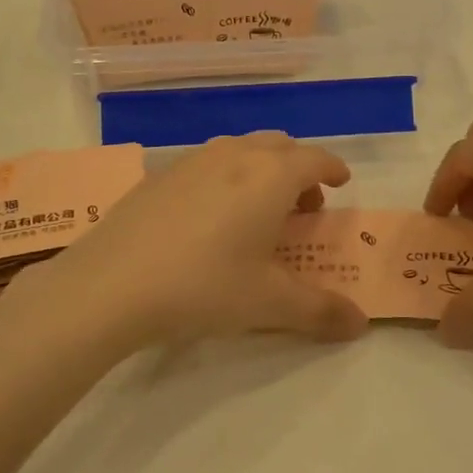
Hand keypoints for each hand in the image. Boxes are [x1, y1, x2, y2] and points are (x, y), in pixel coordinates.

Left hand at [16, 133, 367, 350]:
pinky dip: (225, 177)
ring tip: (257, 211)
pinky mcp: (159, 175)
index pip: (315, 159)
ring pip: (240, 150)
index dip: (333, 169)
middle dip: (299, 169)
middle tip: (302, 207)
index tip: (341, 183)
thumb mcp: (269, 303)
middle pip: (279, 146)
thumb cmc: (204, 286)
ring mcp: (192, 160)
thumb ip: (321, 311)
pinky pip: (207, 163)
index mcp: (271, 176)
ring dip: (261, 170)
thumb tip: (360, 325)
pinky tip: (209, 218)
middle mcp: (234, 155)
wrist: (111, 284)